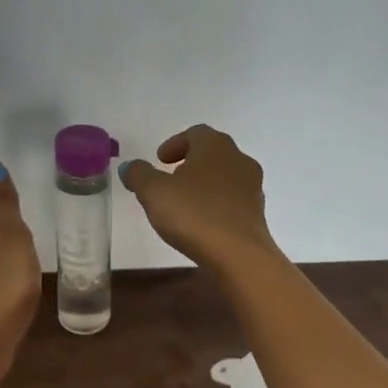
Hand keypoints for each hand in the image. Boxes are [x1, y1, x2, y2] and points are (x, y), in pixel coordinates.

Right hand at [120, 124, 277, 274]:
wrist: (238, 254)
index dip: (175, 143)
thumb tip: (129, 166)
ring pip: (225, 176)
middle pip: (213, 153)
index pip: (196, 133)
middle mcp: (239, 159)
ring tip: (184, 201)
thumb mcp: (154, 192)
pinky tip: (202, 220)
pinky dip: (216, 203)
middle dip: (190, 162)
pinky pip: (232, 199)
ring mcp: (253, 187)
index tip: (160, 159)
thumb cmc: (194, 214)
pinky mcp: (257, 213)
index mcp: (215, 146)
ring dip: (205, 183)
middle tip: (170, 177)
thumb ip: (139, 175)